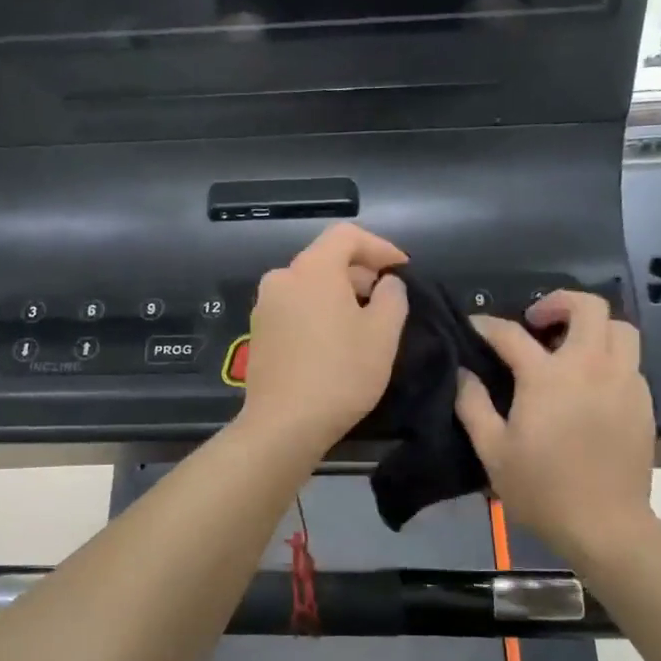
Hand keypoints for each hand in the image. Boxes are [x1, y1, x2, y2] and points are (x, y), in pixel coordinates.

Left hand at [237, 223, 408, 457]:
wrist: (283, 425)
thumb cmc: (340, 374)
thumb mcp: (383, 334)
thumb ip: (392, 296)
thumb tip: (386, 283)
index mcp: (311, 270)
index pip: (347, 235)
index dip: (380, 247)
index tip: (402, 270)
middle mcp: (281, 278)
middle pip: (326, 259)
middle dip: (360, 273)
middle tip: (387, 299)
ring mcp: (264, 306)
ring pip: (309, 285)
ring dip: (339, 294)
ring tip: (364, 322)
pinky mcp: (258, 332)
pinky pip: (295, 308)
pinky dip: (318, 312)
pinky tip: (335, 340)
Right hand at [455, 291, 656, 559]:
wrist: (605, 525)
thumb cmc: (541, 489)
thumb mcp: (492, 451)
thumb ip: (472, 405)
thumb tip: (463, 374)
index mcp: (547, 377)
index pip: (512, 334)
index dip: (488, 325)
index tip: (475, 326)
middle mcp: (590, 367)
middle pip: (588, 307)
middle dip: (559, 302)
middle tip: (536, 322)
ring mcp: (623, 382)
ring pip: (620, 327)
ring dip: (593, 326)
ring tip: (570, 346)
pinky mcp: (643, 402)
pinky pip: (630, 360)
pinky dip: (608, 356)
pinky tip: (590, 382)